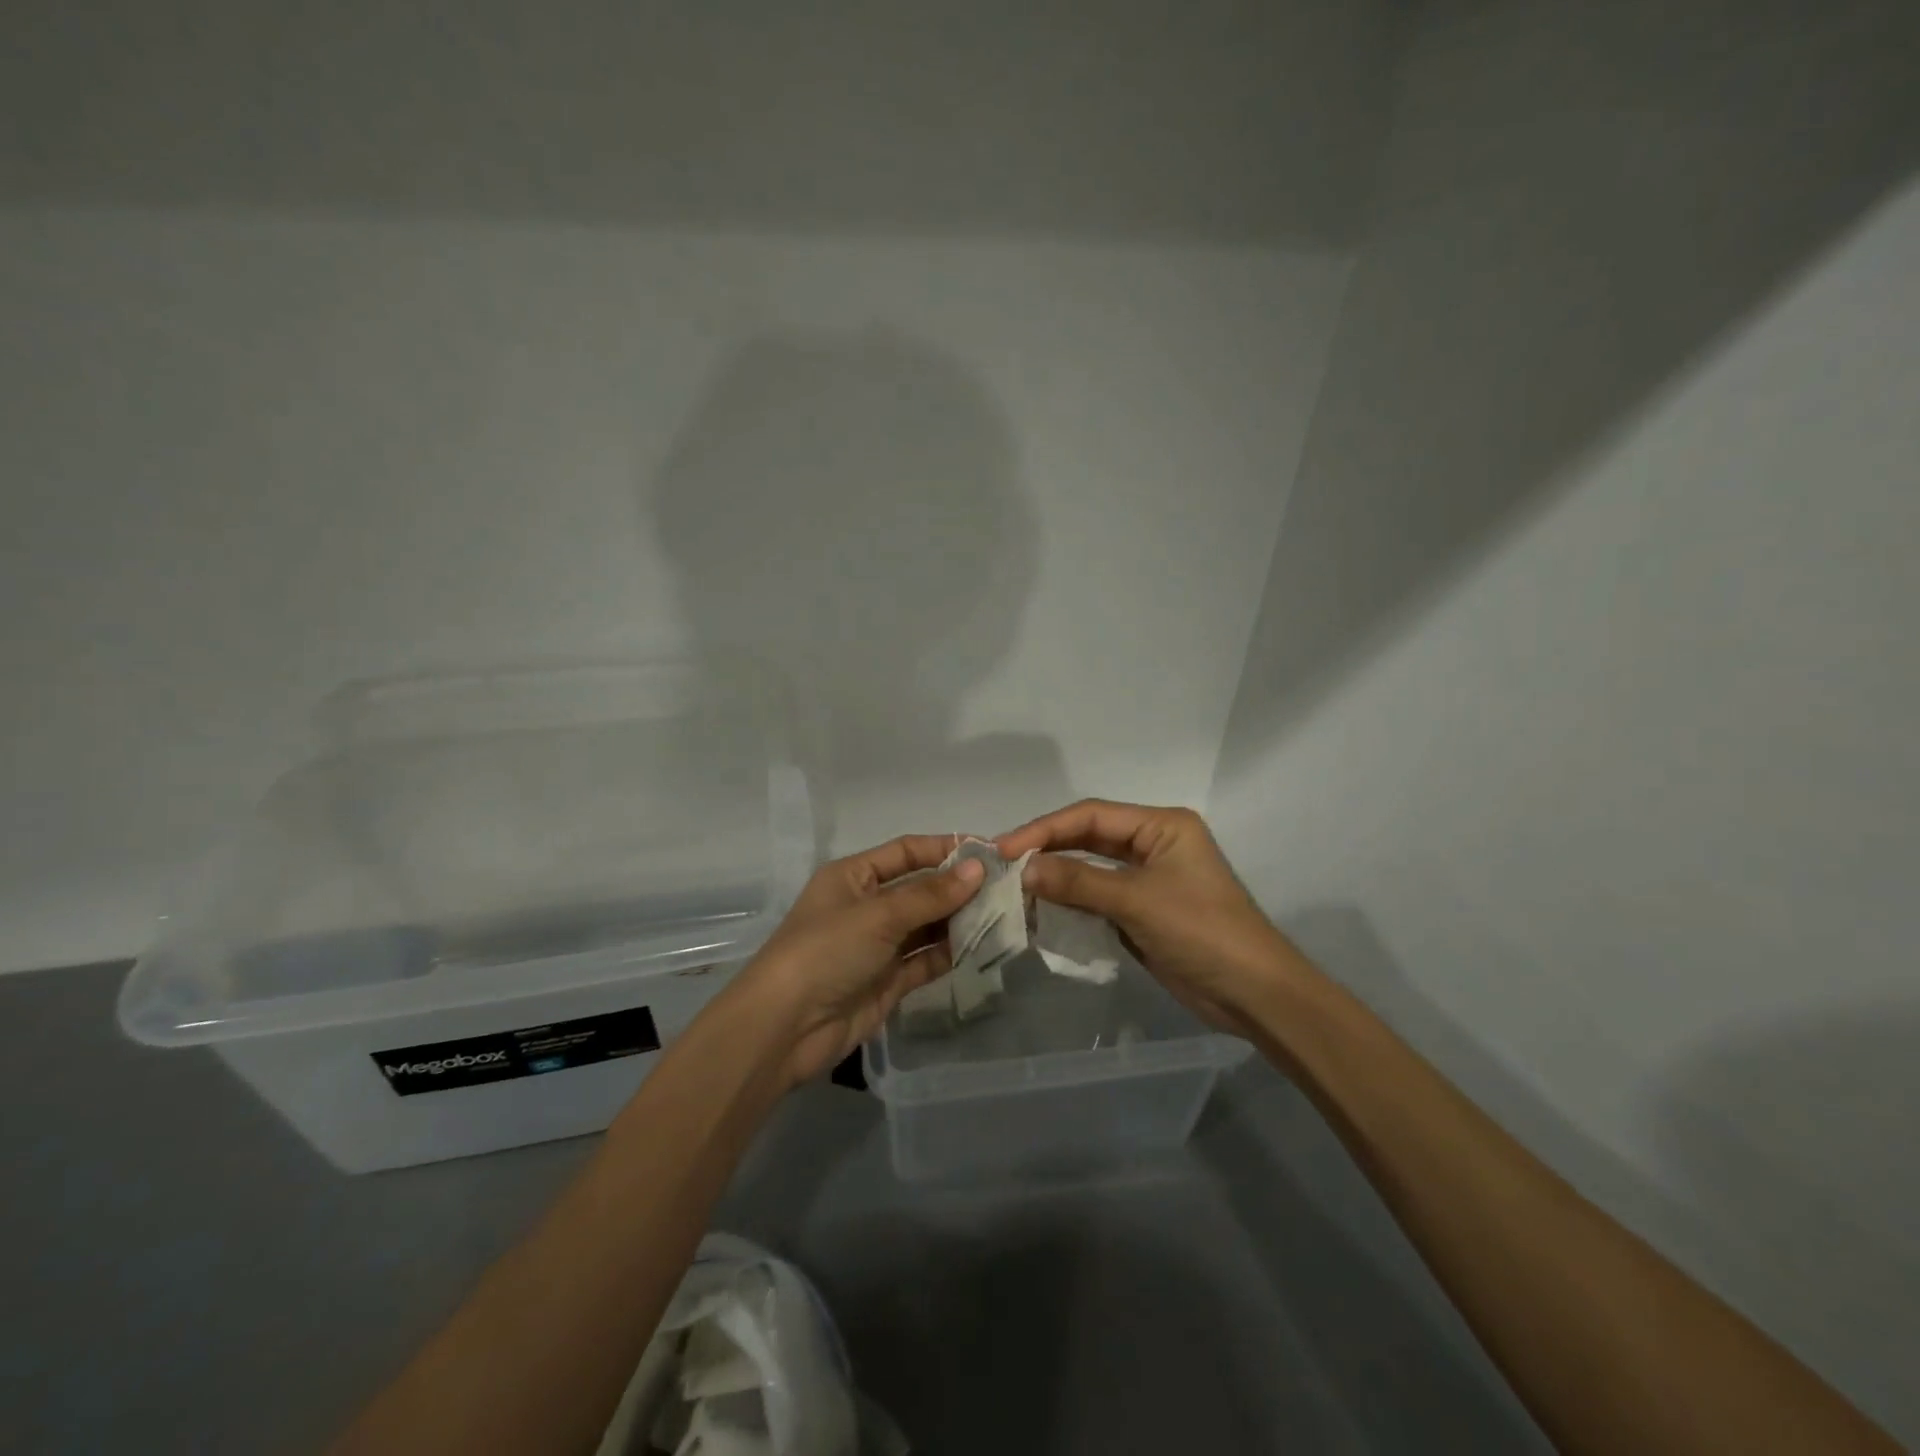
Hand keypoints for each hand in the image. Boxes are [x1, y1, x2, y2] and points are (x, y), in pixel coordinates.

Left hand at [718, 835, 985, 1087]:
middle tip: (1008, 888)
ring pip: (927, 925)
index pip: (906, 851)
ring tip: (1005, 915)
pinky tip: (985, 947)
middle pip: (920, 889)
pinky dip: (952, 953)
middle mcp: (867, 906)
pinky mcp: (888, 981)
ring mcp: (878, 946)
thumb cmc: (826, 952)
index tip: (989, 852)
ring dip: (961, 921)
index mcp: (854, 877)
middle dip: (959, 888)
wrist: (784, 1029)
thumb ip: (930, 894)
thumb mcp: (878, 915)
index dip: (945, 849)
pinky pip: (926, 959)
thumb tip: (978, 869)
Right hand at [997, 800, 1309, 1038]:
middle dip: (1047, 851)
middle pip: (1088, 838)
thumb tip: (1024, 869)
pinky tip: (1041, 912)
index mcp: (1161, 826)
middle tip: (1002, 866)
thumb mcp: (1137, 901)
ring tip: (1014, 889)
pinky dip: (1070, 904)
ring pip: (1090, 869)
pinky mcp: (1142, 912)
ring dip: (1056, 878)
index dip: (1045, 828)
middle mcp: (1153, 845)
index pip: (1091, 815)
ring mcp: (1148, 879)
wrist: (1253, 994)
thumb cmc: (1202, 932)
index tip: (1005, 848)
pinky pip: (1097, 898)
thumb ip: (1078, 882)